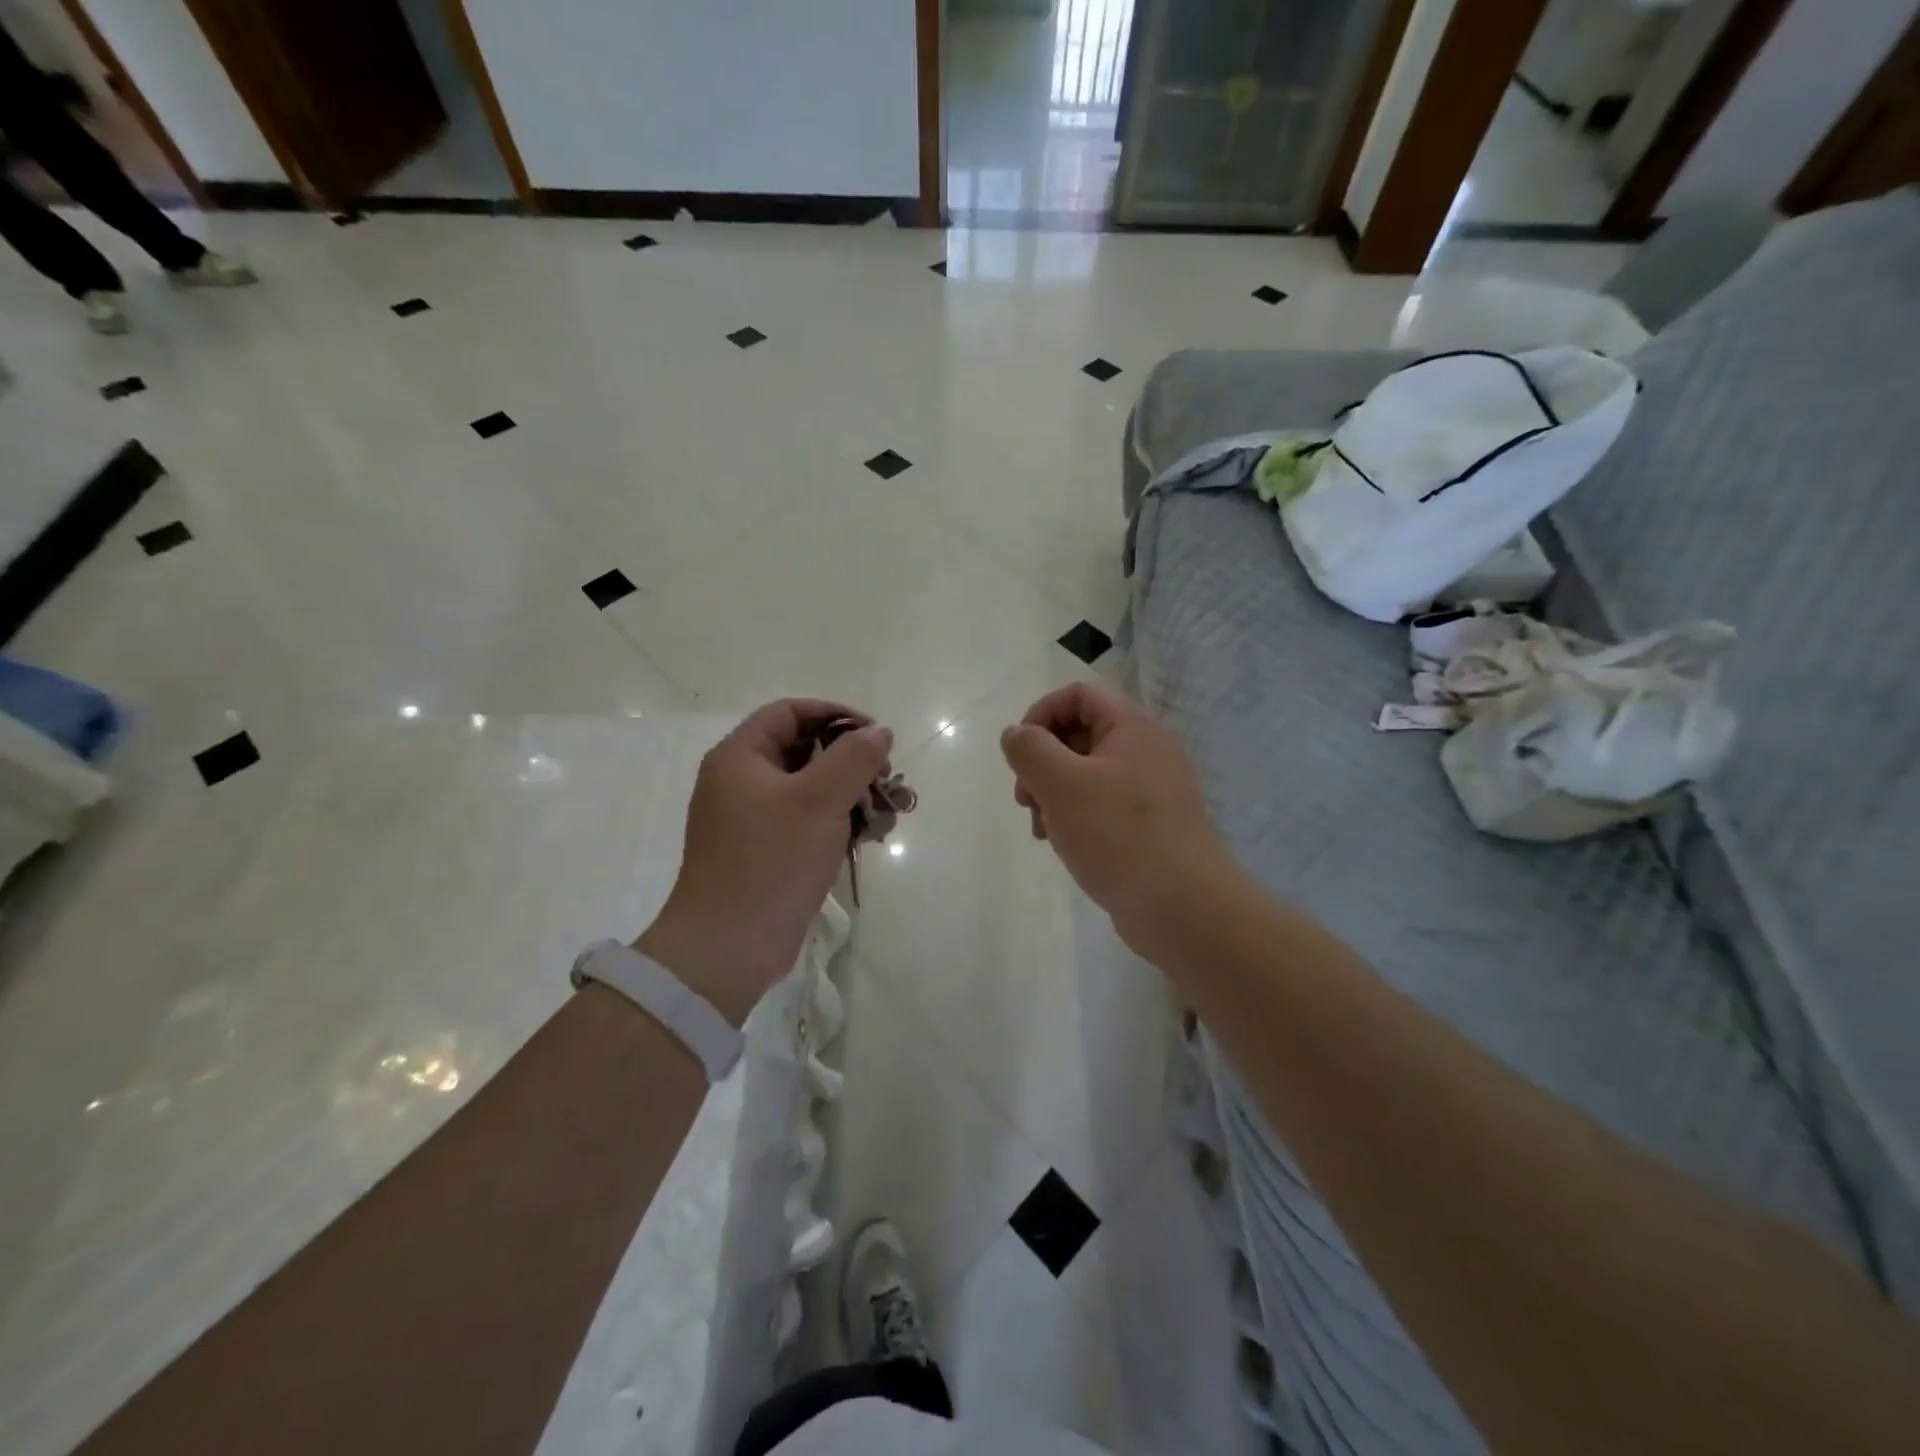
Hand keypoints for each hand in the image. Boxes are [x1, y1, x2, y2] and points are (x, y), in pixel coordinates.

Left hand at [636, 700, 893, 1024]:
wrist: (729, 947)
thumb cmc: (771, 861)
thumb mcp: (819, 800)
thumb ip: (854, 758)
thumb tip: (879, 731)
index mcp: (740, 757)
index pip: (790, 712)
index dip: (835, 715)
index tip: (875, 735)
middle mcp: (741, 782)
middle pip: (803, 750)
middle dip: (850, 760)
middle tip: (886, 778)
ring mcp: (752, 820)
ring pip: (810, 789)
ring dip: (850, 794)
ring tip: (886, 813)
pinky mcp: (766, 852)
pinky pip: (806, 822)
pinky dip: (837, 822)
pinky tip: (869, 837)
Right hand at [1001, 682, 1229, 954]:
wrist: (1184, 908)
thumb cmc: (1118, 836)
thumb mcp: (1062, 784)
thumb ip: (1030, 750)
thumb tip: (1015, 734)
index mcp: (1132, 728)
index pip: (1077, 696)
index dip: (1040, 715)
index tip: (1020, 755)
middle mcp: (1146, 751)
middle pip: (1078, 735)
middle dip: (1042, 763)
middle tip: (1026, 800)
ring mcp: (1151, 790)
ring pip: (1086, 775)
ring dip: (1053, 795)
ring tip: (1042, 830)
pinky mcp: (1150, 825)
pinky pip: (1102, 806)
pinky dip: (1076, 818)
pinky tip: (1065, 846)